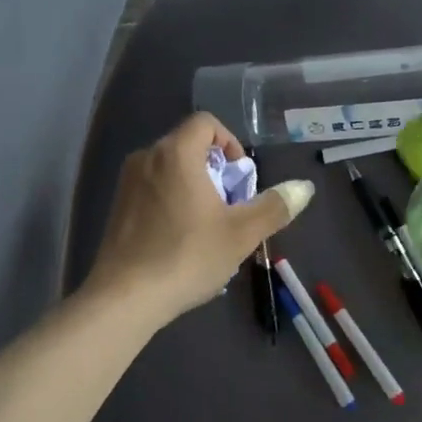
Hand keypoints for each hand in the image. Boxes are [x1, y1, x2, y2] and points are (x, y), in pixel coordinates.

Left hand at [84, 113, 313, 326]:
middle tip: (231, 206)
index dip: (230, 142)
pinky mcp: (117, 208)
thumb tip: (305, 187)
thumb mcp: (241, 234)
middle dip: (216, 169)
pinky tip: (181, 240)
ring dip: (195, 187)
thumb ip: (275, 206)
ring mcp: (126, 184)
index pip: (205, 123)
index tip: (240, 176)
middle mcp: (146, 158)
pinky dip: (173, 201)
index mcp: (176, 154)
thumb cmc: (187, 257)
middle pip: (188, 146)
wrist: (125, 298)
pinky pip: (153, 190)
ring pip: (170, 170)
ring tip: (208, 226)